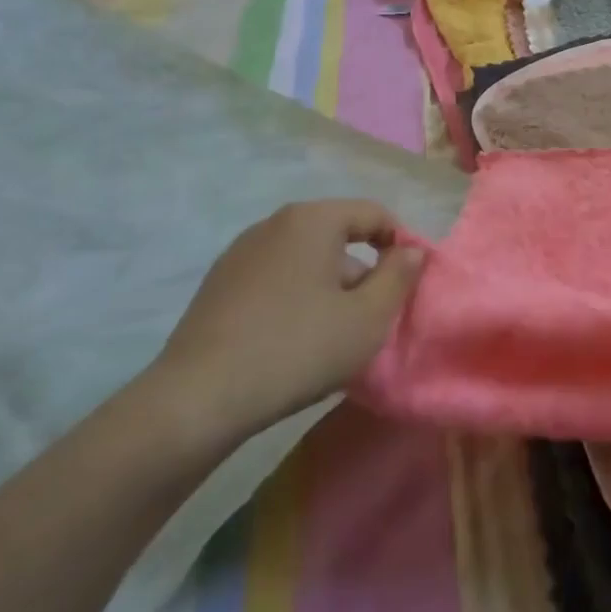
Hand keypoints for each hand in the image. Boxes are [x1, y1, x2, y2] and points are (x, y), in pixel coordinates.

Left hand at [148, 200, 422, 450]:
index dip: (400, 244)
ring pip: (305, 259)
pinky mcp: (218, 284)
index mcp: (312, 219)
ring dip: (328, 287)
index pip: (373, 214)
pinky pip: (275, 278)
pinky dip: (295, 298)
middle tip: (371, 318)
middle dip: (362, 271)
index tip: (407, 285)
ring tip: (332, 335)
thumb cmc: (298, 349)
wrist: (199, 398)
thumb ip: (398, 277)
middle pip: (337, 236)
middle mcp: (274, 224)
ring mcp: (240, 253)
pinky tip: (292, 341)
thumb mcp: (368, 318)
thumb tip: (411, 251)